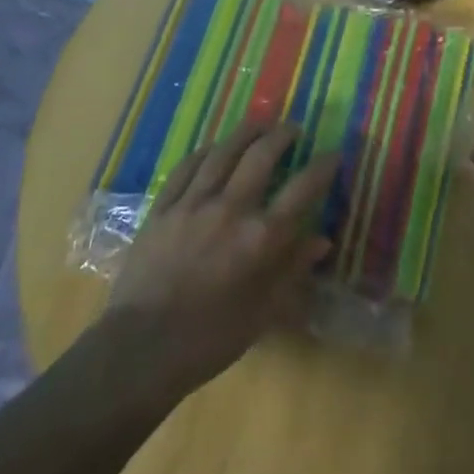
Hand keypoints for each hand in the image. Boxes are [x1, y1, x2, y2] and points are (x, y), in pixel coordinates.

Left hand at [98, 121, 335, 399]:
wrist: (141, 349)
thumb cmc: (211, 339)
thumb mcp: (265, 312)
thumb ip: (293, 270)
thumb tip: (321, 239)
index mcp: (261, 238)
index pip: (302, 189)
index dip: (323, 166)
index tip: (333, 154)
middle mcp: (230, 209)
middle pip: (261, 156)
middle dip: (282, 136)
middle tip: (293, 128)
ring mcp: (191, 204)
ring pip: (222, 152)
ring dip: (244, 133)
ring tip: (258, 124)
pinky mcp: (162, 209)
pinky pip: (186, 168)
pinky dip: (204, 152)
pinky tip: (213, 148)